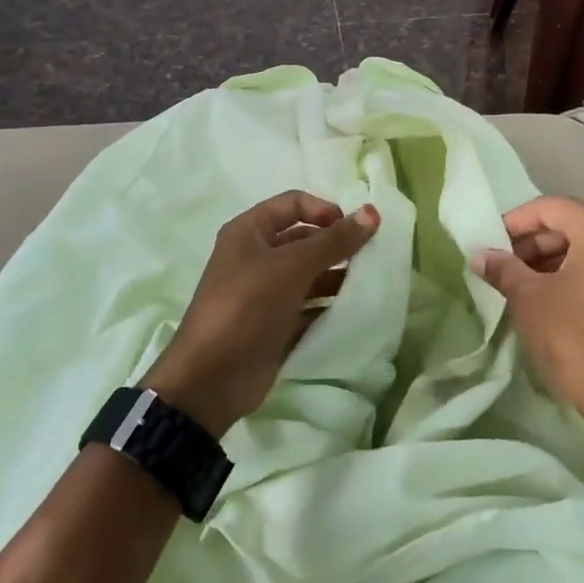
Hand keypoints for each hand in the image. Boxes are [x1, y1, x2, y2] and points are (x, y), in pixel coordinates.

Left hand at [143, 191, 379, 435]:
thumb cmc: (247, 306)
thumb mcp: (291, 267)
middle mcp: (256, 257)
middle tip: (371, 257)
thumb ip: (333, 241)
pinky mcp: (275, 324)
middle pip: (304, 240)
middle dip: (336, 246)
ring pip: (309, 275)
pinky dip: (329, 307)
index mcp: (249, 232)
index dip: (325, 210)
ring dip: (337, 277)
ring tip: (368, 285)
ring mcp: (265, 293)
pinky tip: (354, 312)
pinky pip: (309, 307)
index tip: (354, 229)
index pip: (293, 204)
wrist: (211, 379)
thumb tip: (372, 212)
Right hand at [470, 196, 583, 476]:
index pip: (550, 208)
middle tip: (502, 267)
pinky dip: (575, 278)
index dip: (514, 222)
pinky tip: (550, 302)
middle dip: (533, 244)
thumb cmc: (577, 341)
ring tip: (520, 286)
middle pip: (572, 226)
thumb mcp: (530, 301)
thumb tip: (480, 255)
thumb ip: (504, 269)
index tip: (489, 243)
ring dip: (552, 262)